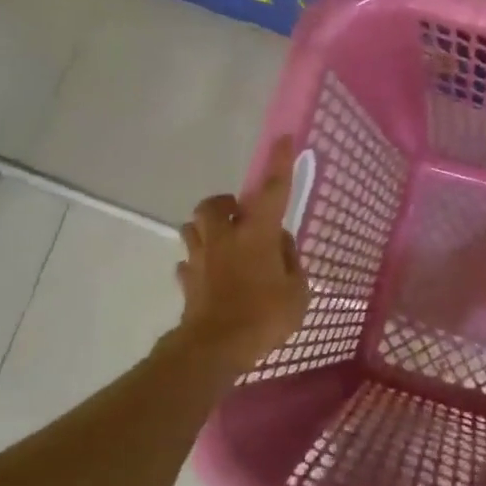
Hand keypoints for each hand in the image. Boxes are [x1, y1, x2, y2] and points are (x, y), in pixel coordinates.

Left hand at [175, 137, 309, 371]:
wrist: (214, 347)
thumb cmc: (264, 317)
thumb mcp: (298, 292)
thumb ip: (291, 262)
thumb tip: (280, 245)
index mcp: (257, 234)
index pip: (272, 191)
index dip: (280, 163)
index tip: (284, 138)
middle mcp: (225, 237)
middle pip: (214, 204)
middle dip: (226, 204)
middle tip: (241, 217)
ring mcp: (201, 258)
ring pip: (193, 228)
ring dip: (207, 229)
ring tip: (224, 244)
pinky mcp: (187, 281)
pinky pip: (189, 263)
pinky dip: (199, 264)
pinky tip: (210, 276)